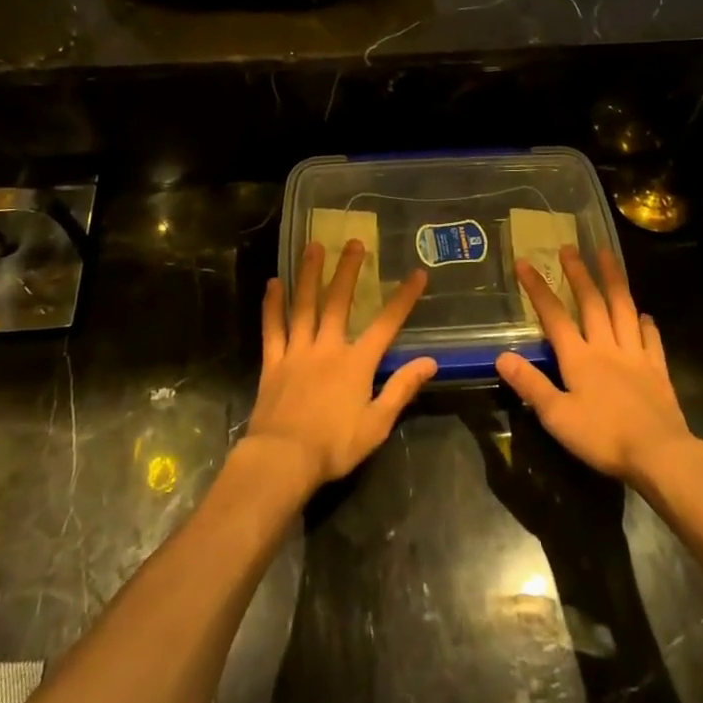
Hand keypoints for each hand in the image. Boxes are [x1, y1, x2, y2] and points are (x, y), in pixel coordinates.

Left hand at [247, 240, 436, 491]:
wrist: (282, 460)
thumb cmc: (334, 446)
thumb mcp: (377, 424)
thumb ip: (402, 389)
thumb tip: (430, 361)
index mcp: (356, 363)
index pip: (386, 324)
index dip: (403, 298)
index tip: (417, 273)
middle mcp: (327, 347)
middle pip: (339, 302)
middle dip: (348, 270)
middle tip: (354, 242)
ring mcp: (297, 351)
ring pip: (304, 305)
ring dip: (309, 274)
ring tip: (313, 246)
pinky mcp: (273, 362)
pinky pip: (273, 328)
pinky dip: (273, 305)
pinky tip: (273, 283)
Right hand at [497, 247, 697, 487]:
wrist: (660, 454)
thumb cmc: (603, 437)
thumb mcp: (557, 416)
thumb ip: (530, 384)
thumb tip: (502, 355)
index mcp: (579, 358)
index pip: (554, 315)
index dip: (537, 288)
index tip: (524, 262)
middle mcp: (606, 347)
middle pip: (591, 303)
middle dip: (578, 273)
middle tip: (569, 247)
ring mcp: (635, 356)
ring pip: (623, 310)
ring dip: (614, 281)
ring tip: (607, 255)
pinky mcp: (657, 371)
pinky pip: (651, 340)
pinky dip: (646, 324)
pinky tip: (646, 316)